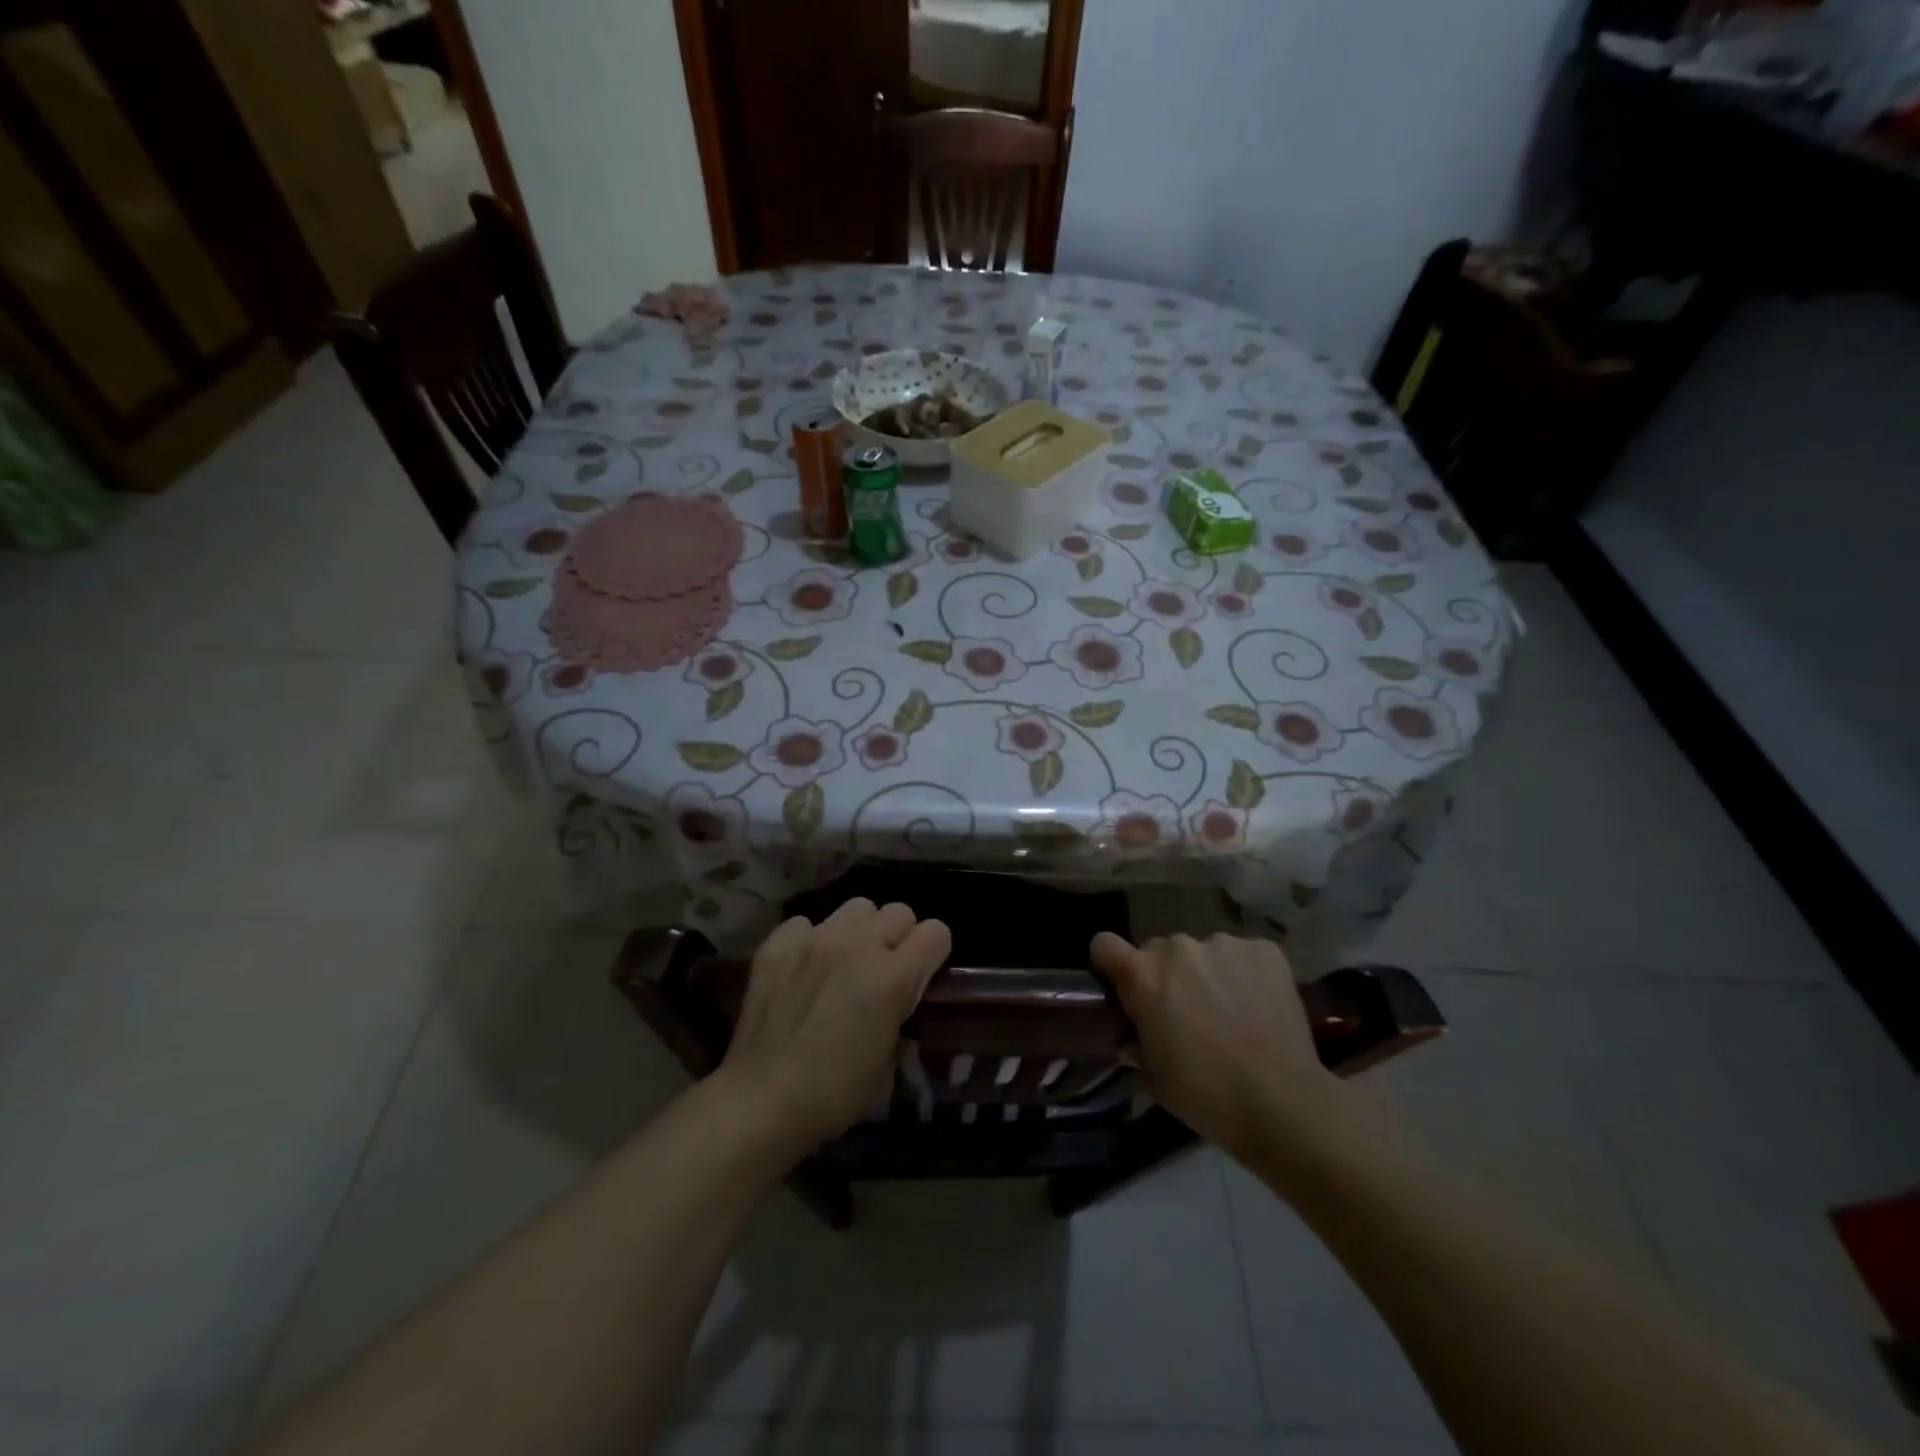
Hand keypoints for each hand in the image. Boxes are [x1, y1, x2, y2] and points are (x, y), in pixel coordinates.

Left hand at [720, 898, 951, 1155]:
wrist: (760, 1100)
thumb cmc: (832, 1096)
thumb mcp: (886, 1075)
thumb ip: (900, 1034)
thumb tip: (899, 1026)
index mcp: (893, 977)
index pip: (936, 933)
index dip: (934, 954)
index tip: (923, 975)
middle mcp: (858, 945)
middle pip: (899, 911)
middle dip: (899, 937)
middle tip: (885, 969)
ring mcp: (815, 939)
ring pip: (857, 908)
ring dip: (860, 931)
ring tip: (845, 961)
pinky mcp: (778, 943)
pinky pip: (806, 923)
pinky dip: (810, 941)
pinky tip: (803, 970)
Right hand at [1090, 932, 1376, 1168]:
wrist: (1282, 1101)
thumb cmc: (1205, 1093)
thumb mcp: (1154, 1077)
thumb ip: (1136, 1046)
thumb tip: (1134, 1039)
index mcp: (1143, 975)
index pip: (1104, 944)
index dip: (1110, 964)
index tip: (1123, 985)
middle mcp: (1178, 948)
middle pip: (1159, 950)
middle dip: (1166, 975)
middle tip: (1186, 1012)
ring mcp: (1224, 945)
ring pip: (1203, 952)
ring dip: (1207, 973)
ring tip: (1230, 1011)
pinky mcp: (1265, 950)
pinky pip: (1243, 954)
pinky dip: (1245, 973)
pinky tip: (1258, 1005)